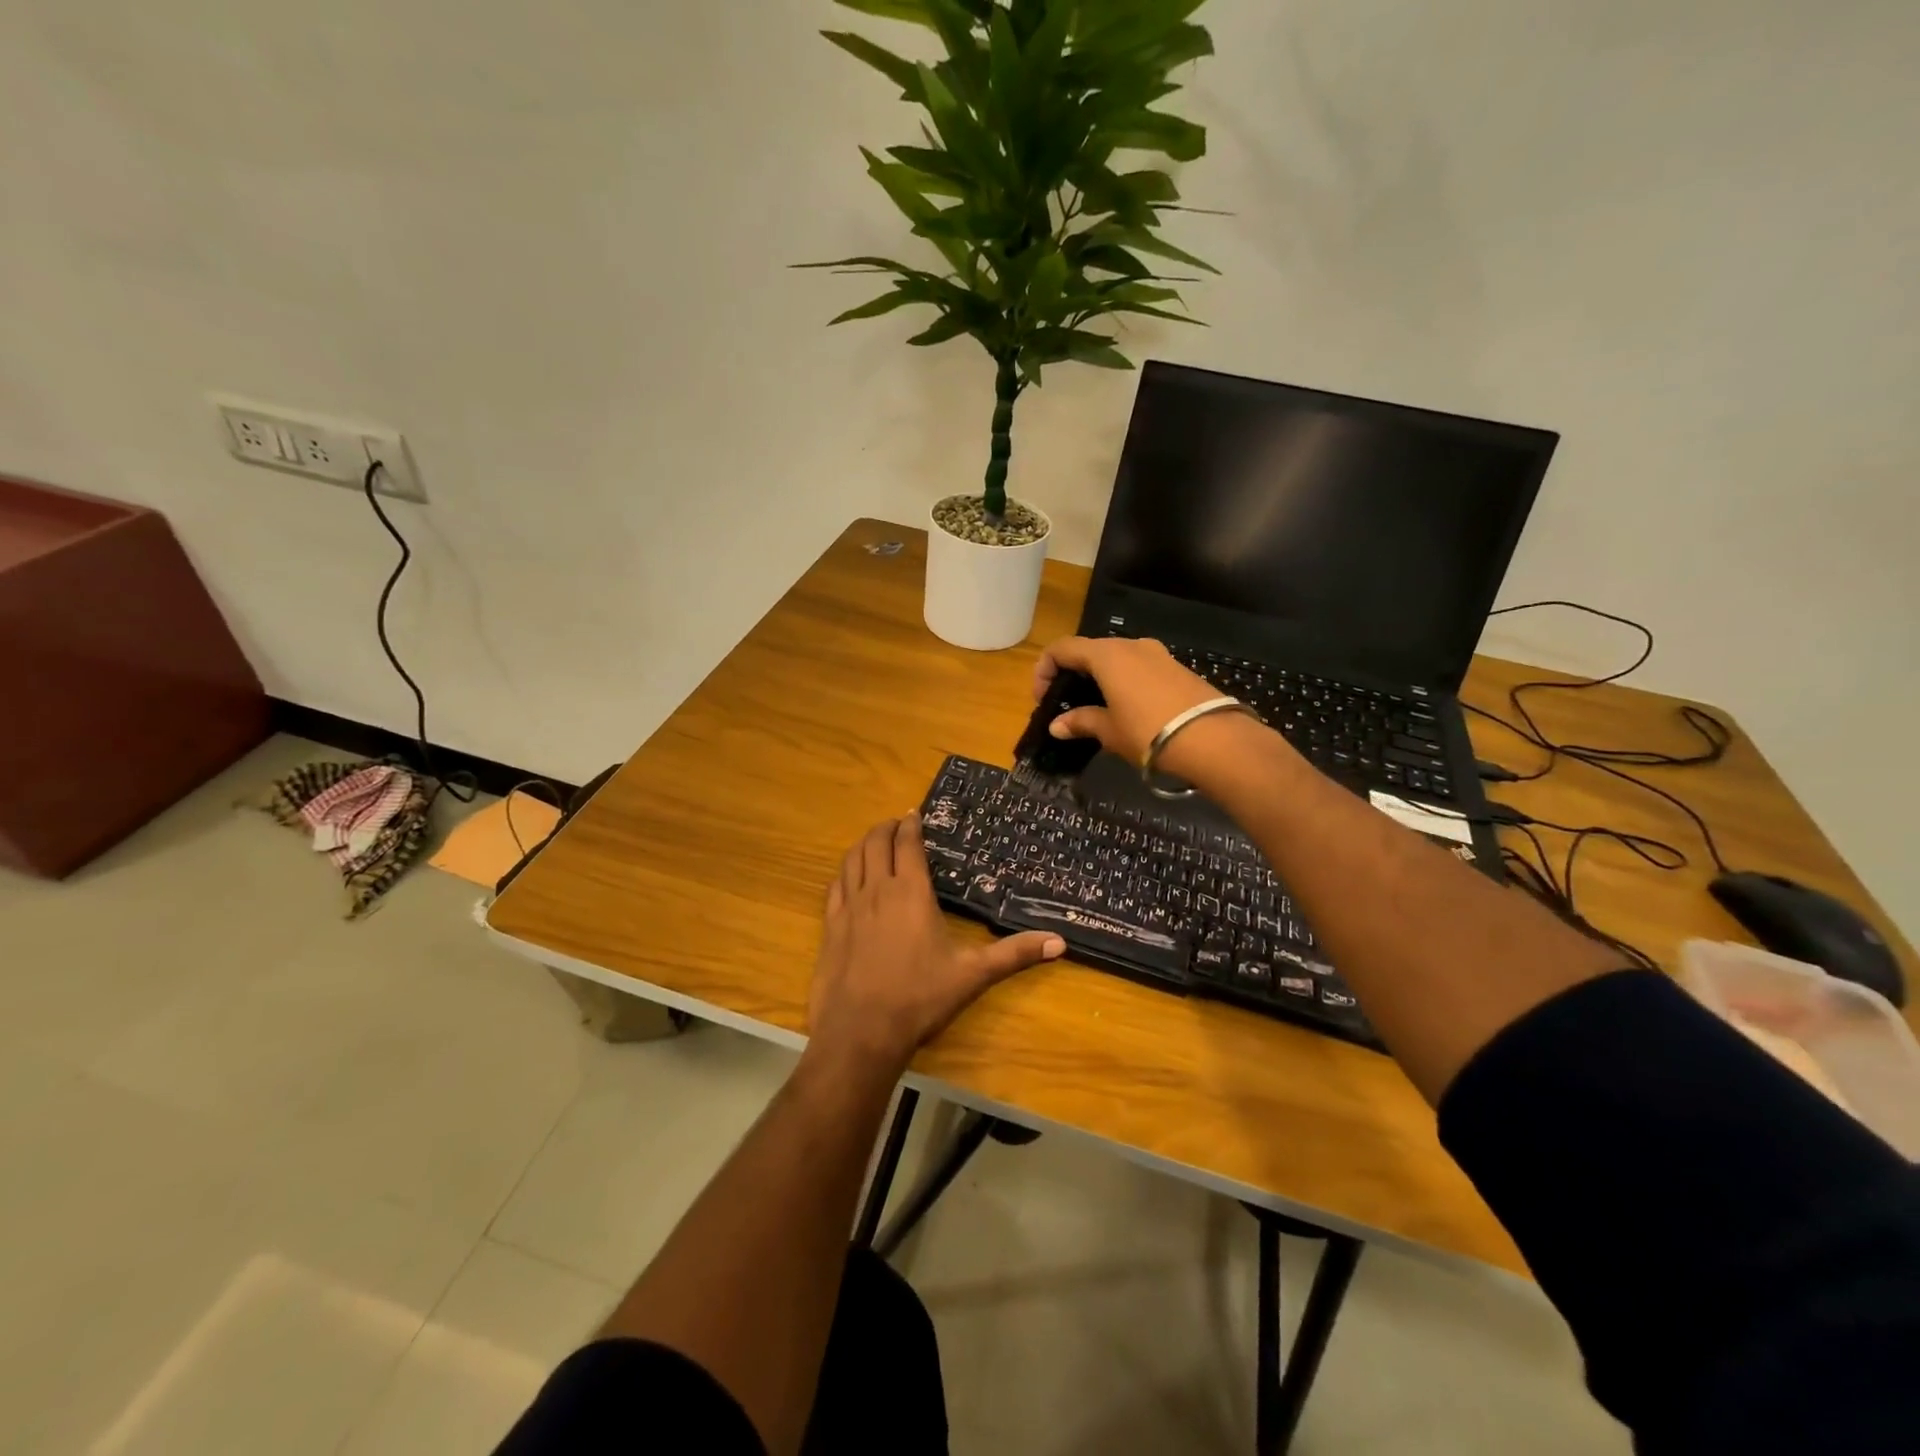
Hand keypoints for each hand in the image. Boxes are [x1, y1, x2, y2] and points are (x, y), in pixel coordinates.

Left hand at [809, 816, 1064, 1075]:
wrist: (861, 1031)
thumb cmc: (919, 998)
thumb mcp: (972, 975)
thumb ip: (1014, 954)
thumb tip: (1060, 942)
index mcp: (911, 892)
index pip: (907, 844)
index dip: (910, 824)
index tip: (914, 813)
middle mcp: (877, 890)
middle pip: (876, 843)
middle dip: (886, 828)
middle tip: (897, 824)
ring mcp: (848, 907)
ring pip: (852, 859)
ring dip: (864, 844)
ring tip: (874, 842)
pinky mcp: (830, 926)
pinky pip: (835, 886)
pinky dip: (844, 872)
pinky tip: (848, 877)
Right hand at [1033, 636, 1235, 768]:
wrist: (1214, 740)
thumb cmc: (1149, 733)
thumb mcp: (1109, 731)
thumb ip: (1081, 722)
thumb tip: (1057, 725)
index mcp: (1107, 655)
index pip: (1062, 649)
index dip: (1044, 671)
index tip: (1043, 700)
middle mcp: (1131, 645)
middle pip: (1089, 651)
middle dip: (1072, 675)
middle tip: (1066, 706)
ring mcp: (1157, 654)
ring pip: (1116, 659)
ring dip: (1098, 679)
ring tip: (1096, 710)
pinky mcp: (1176, 668)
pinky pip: (1138, 668)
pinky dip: (1122, 682)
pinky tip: (1126, 710)